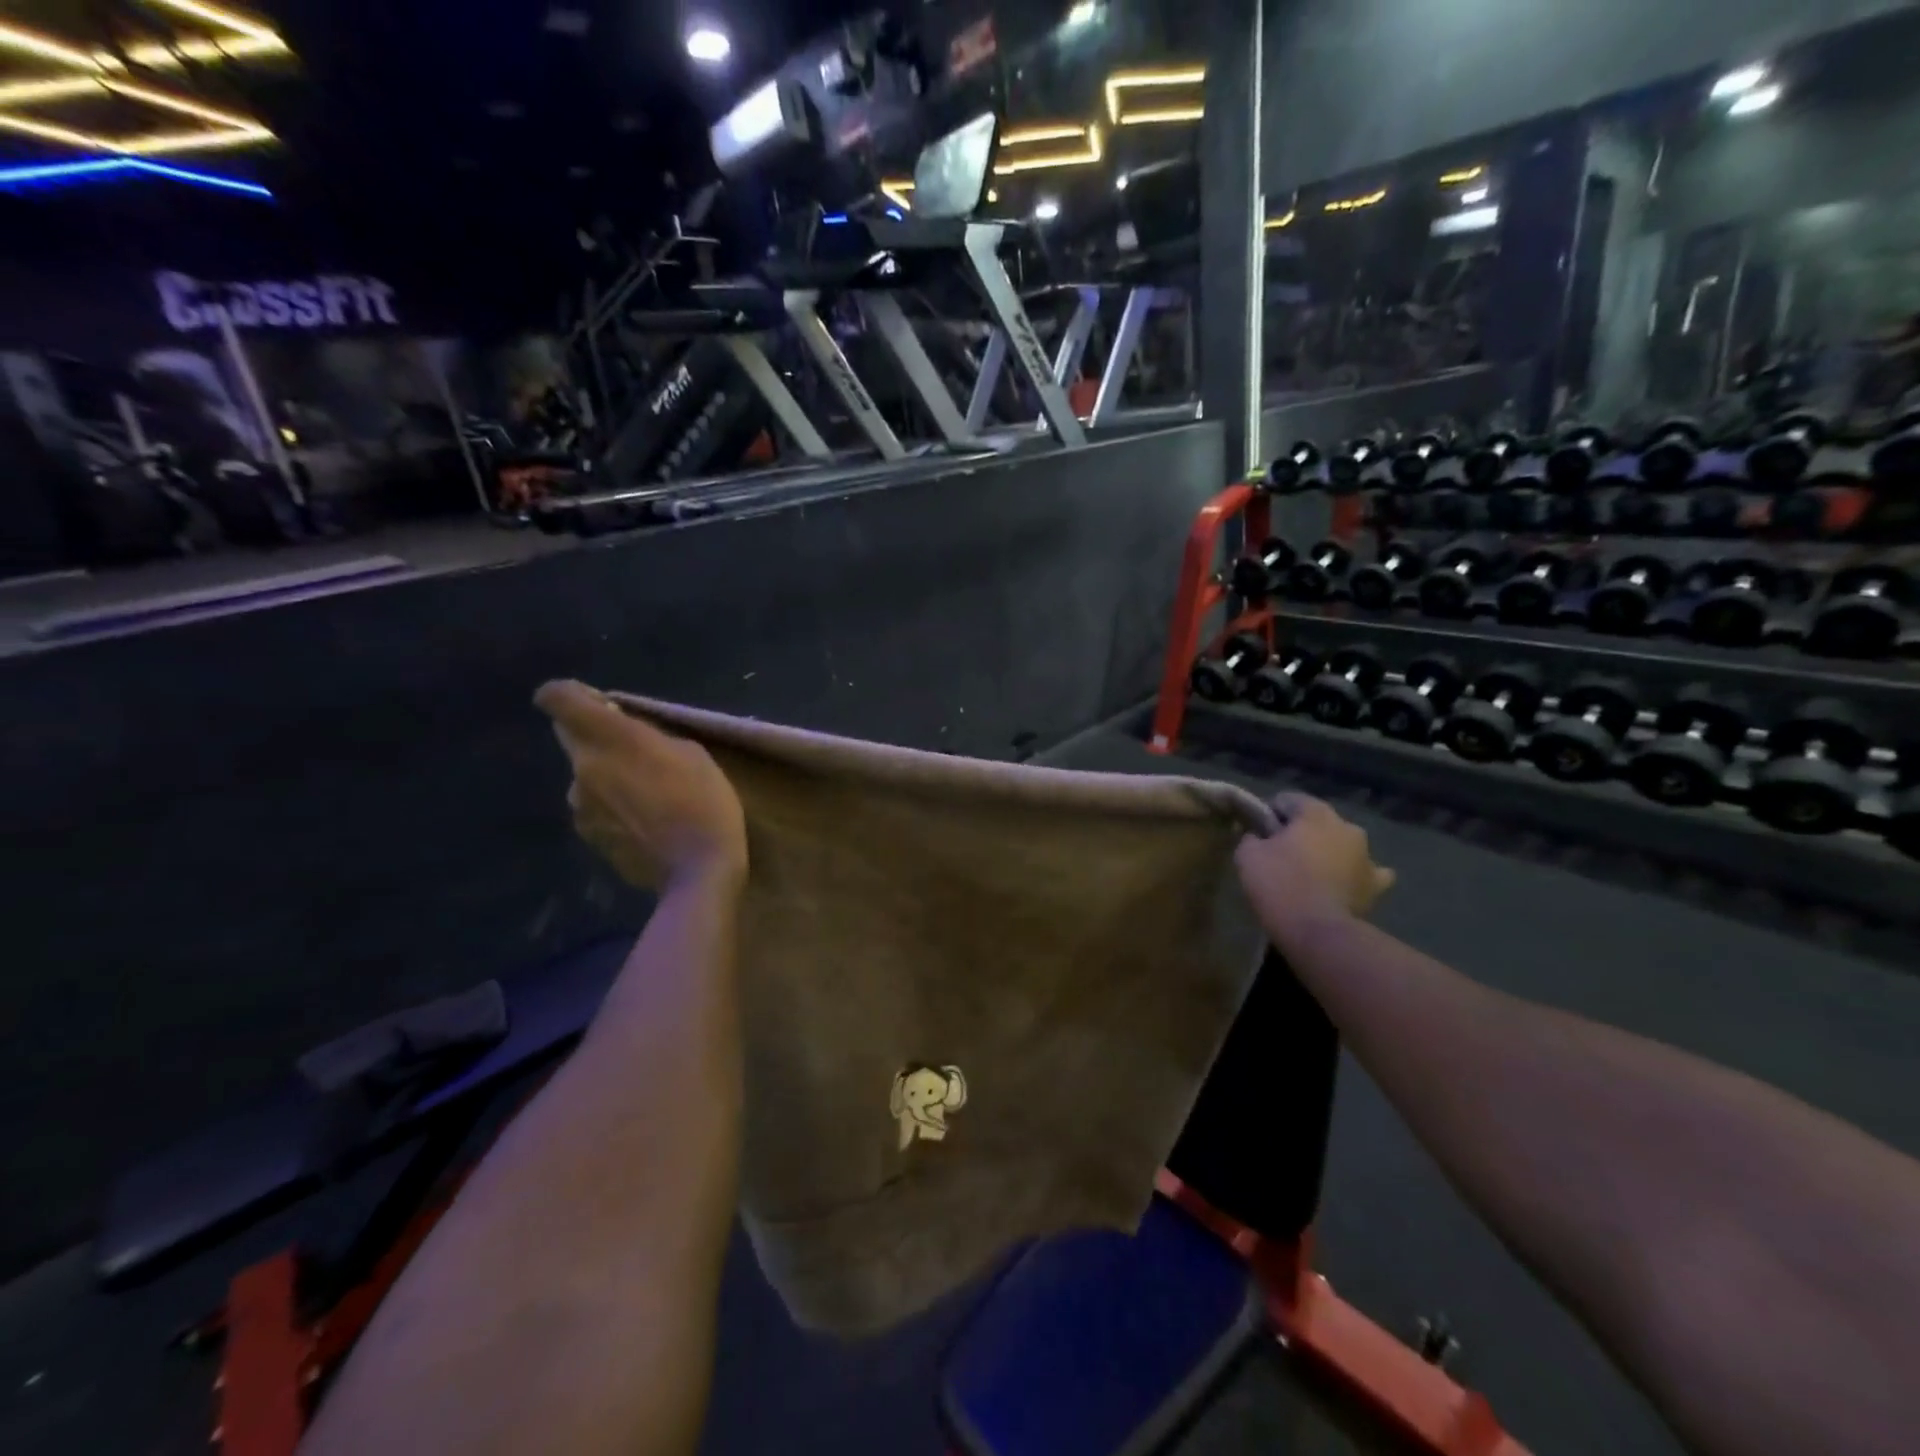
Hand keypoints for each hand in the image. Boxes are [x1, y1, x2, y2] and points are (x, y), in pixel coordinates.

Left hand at [535, 680, 746, 889]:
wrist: (697, 872)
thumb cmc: (705, 803)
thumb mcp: (693, 753)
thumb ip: (650, 737)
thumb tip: (627, 735)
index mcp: (610, 738)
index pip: (556, 697)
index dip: (570, 694)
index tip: (601, 706)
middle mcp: (583, 767)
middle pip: (570, 735)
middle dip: (596, 736)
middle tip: (638, 752)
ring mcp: (579, 805)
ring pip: (585, 774)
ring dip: (606, 775)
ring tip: (649, 796)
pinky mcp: (586, 835)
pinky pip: (593, 806)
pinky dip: (612, 807)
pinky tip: (646, 823)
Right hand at [1235, 794, 1393, 943]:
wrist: (1317, 930)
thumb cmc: (1279, 884)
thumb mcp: (1247, 855)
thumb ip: (1252, 837)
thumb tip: (1259, 837)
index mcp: (1315, 813)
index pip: (1287, 800)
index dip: (1269, 813)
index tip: (1257, 833)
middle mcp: (1347, 826)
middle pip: (1317, 821)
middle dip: (1301, 833)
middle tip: (1280, 854)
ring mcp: (1367, 855)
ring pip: (1343, 844)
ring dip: (1329, 852)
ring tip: (1311, 873)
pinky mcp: (1376, 884)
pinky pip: (1368, 872)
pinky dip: (1355, 875)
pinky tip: (1345, 884)